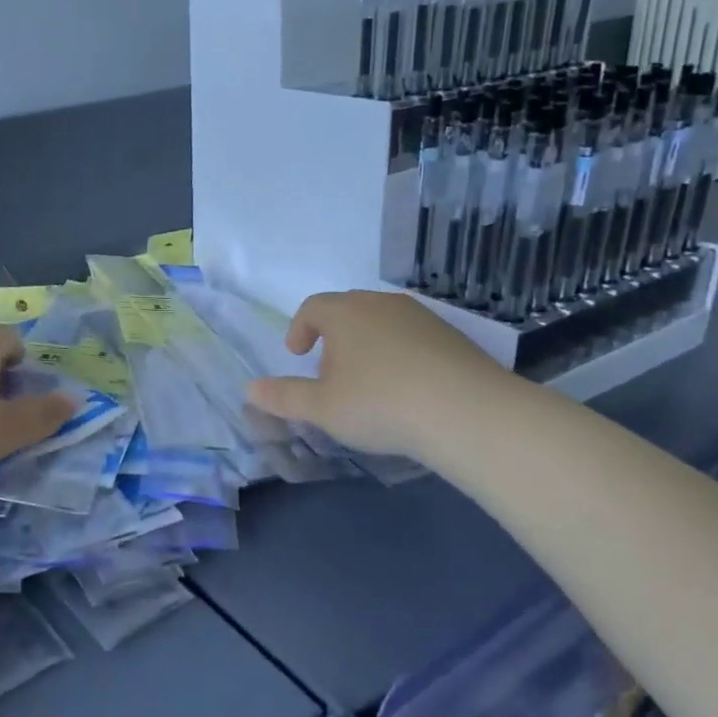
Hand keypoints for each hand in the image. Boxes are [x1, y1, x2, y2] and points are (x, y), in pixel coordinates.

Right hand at [245, 290, 513, 461]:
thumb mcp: (322, 408)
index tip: (297, 355)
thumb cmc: (380, 404)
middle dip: (332, 335)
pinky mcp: (452, 335)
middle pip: (347, 309)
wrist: (467, 412)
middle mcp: (381, 304)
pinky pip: (412, 336)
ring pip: (381, 321)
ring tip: (367, 380)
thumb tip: (250, 389)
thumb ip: (283, 397)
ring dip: (366, 343)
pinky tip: (406, 386)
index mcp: (344, 312)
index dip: (299, 329)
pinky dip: (399, 353)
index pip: (312, 307)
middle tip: (329, 370)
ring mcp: (421, 316)